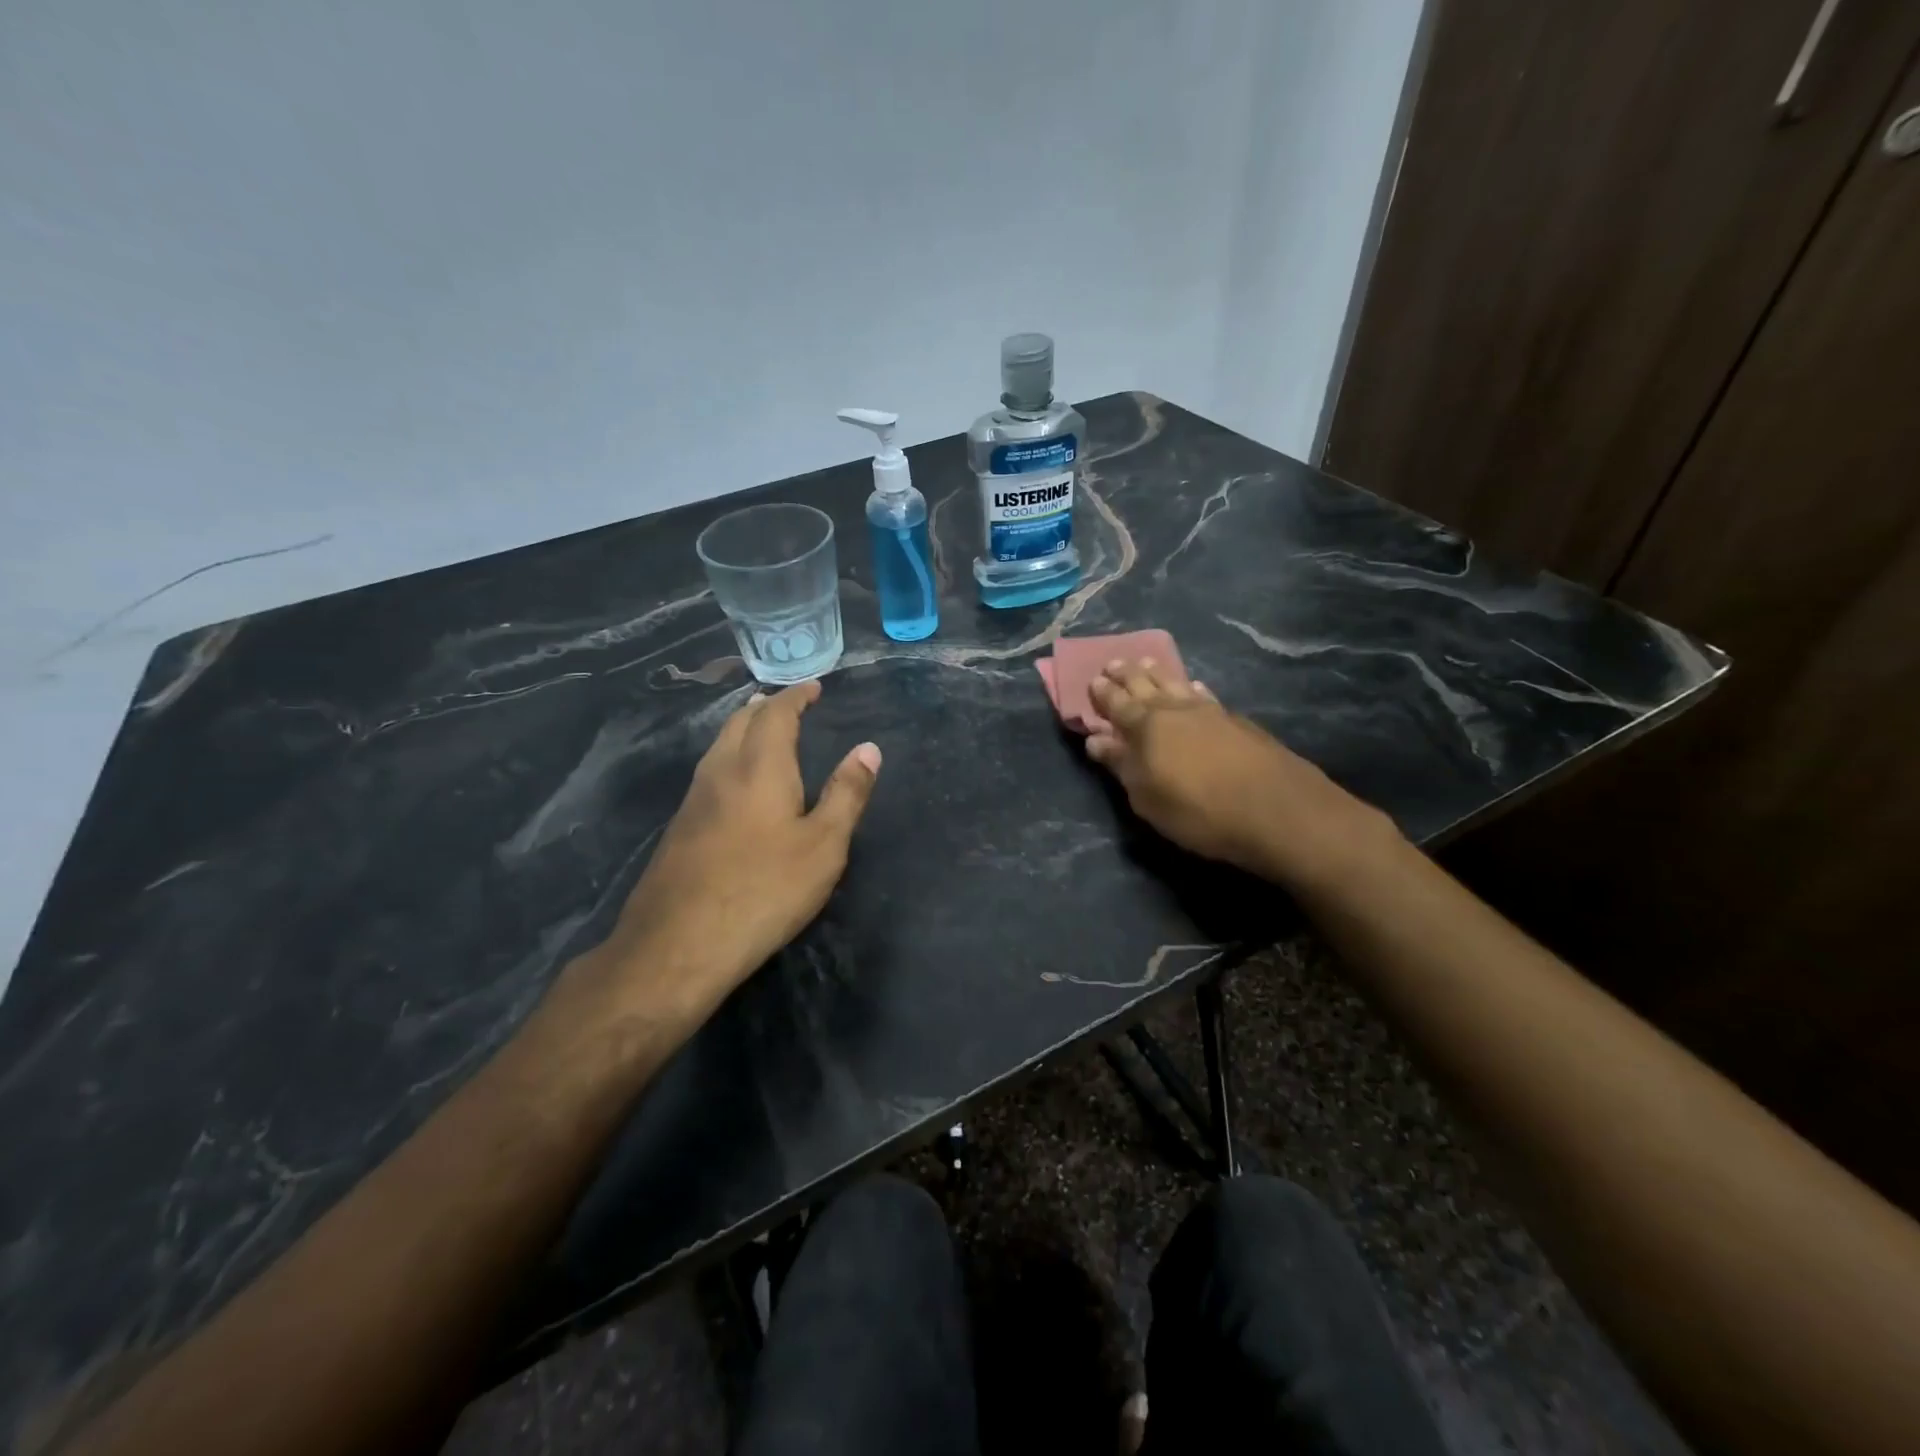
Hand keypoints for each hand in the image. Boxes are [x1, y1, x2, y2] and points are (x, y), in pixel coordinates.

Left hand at [584, 680, 880, 1022]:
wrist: (678, 944)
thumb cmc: (764, 890)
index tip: (814, 687)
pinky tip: (738, 782)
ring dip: (744, 729)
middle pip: (739, 722)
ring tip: (764, 731)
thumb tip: (868, 748)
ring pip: (719, 746)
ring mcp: (693, 800)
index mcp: (760, 767)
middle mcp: (721, 772)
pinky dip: (730, 756)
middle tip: (789, 704)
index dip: (796, 696)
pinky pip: (709, 771)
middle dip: (766, 707)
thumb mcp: (823, 846)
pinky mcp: (679, 827)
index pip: (776, 714)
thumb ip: (846, 794)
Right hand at [1086, 659, 1395, 888]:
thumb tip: (1096, 738)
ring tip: (1147, 664)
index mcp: (1146, 727)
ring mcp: (1209, 712)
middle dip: (1127, 674)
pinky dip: (1194, 689)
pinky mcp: (1237, 722)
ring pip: (1177, 685)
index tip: (1093, 680)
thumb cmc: (1197, 810)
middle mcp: (1175, 711)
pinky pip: (1206, 695)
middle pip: (1145, 686)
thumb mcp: (1147, 797)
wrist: (1275, 810)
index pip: (1117, 704)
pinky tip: (1195, 687)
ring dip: (1159, 674)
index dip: (1104, 693)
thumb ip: (1121, 765)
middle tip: (1115, 662)